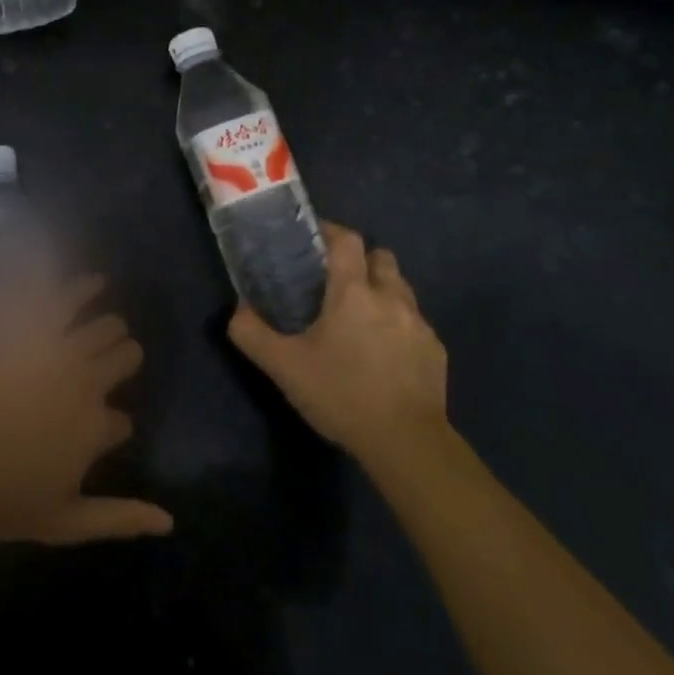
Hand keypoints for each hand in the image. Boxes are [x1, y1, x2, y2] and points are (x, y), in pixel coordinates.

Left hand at [0, 274, 173, 545]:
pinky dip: (81, 287)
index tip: (98, 436)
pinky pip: (64, 297)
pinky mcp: (31, 327)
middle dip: (124, 361)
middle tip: (110, 366)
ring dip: (110, 328)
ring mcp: (59, 350)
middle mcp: (87, 381)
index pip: (124, 423)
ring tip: (106, 329)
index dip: (113, 431)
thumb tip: (170, 522)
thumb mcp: (62, 523)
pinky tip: (93, 283)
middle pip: (126, 356)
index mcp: (95, 427)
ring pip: (106, 325)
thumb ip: (118, 519)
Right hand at [229, 222, 448, 461]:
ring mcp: (419, 323)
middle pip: (381, 256)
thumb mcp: (284, 368)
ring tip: (361, 317)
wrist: (406, 443)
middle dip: (361, 260)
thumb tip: (237, 310)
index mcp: (354, 292)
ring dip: (382, 290)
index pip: (347, 240)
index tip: (314, 240)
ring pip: (401, 288)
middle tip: (337, 281)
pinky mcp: (435, 350)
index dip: (331, 231)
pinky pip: (415, 322)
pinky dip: (399, 325)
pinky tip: (384, 354)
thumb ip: (252, 334)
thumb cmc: (341, 395)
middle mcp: (391, 297)